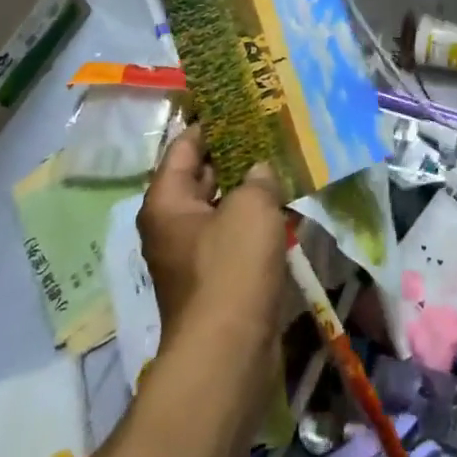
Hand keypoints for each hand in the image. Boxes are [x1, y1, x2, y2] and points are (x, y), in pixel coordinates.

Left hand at [138, 129, 287, 348]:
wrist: (228, 355)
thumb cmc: (231, 268)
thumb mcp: (251, 208)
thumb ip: (259, 177)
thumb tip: (260, 171)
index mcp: (167, 201)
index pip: (186, 145)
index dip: (212, 120)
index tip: (240, 101)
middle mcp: (174, 224)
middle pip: (204, 174)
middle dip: (237, 151)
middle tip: (271, 125)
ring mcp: (196, 253)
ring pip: (225, 205)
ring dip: (252, 186)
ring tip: (286, 157)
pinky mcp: (219, 278)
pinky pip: (238, 234)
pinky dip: (259, 218)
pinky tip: (289, 203)